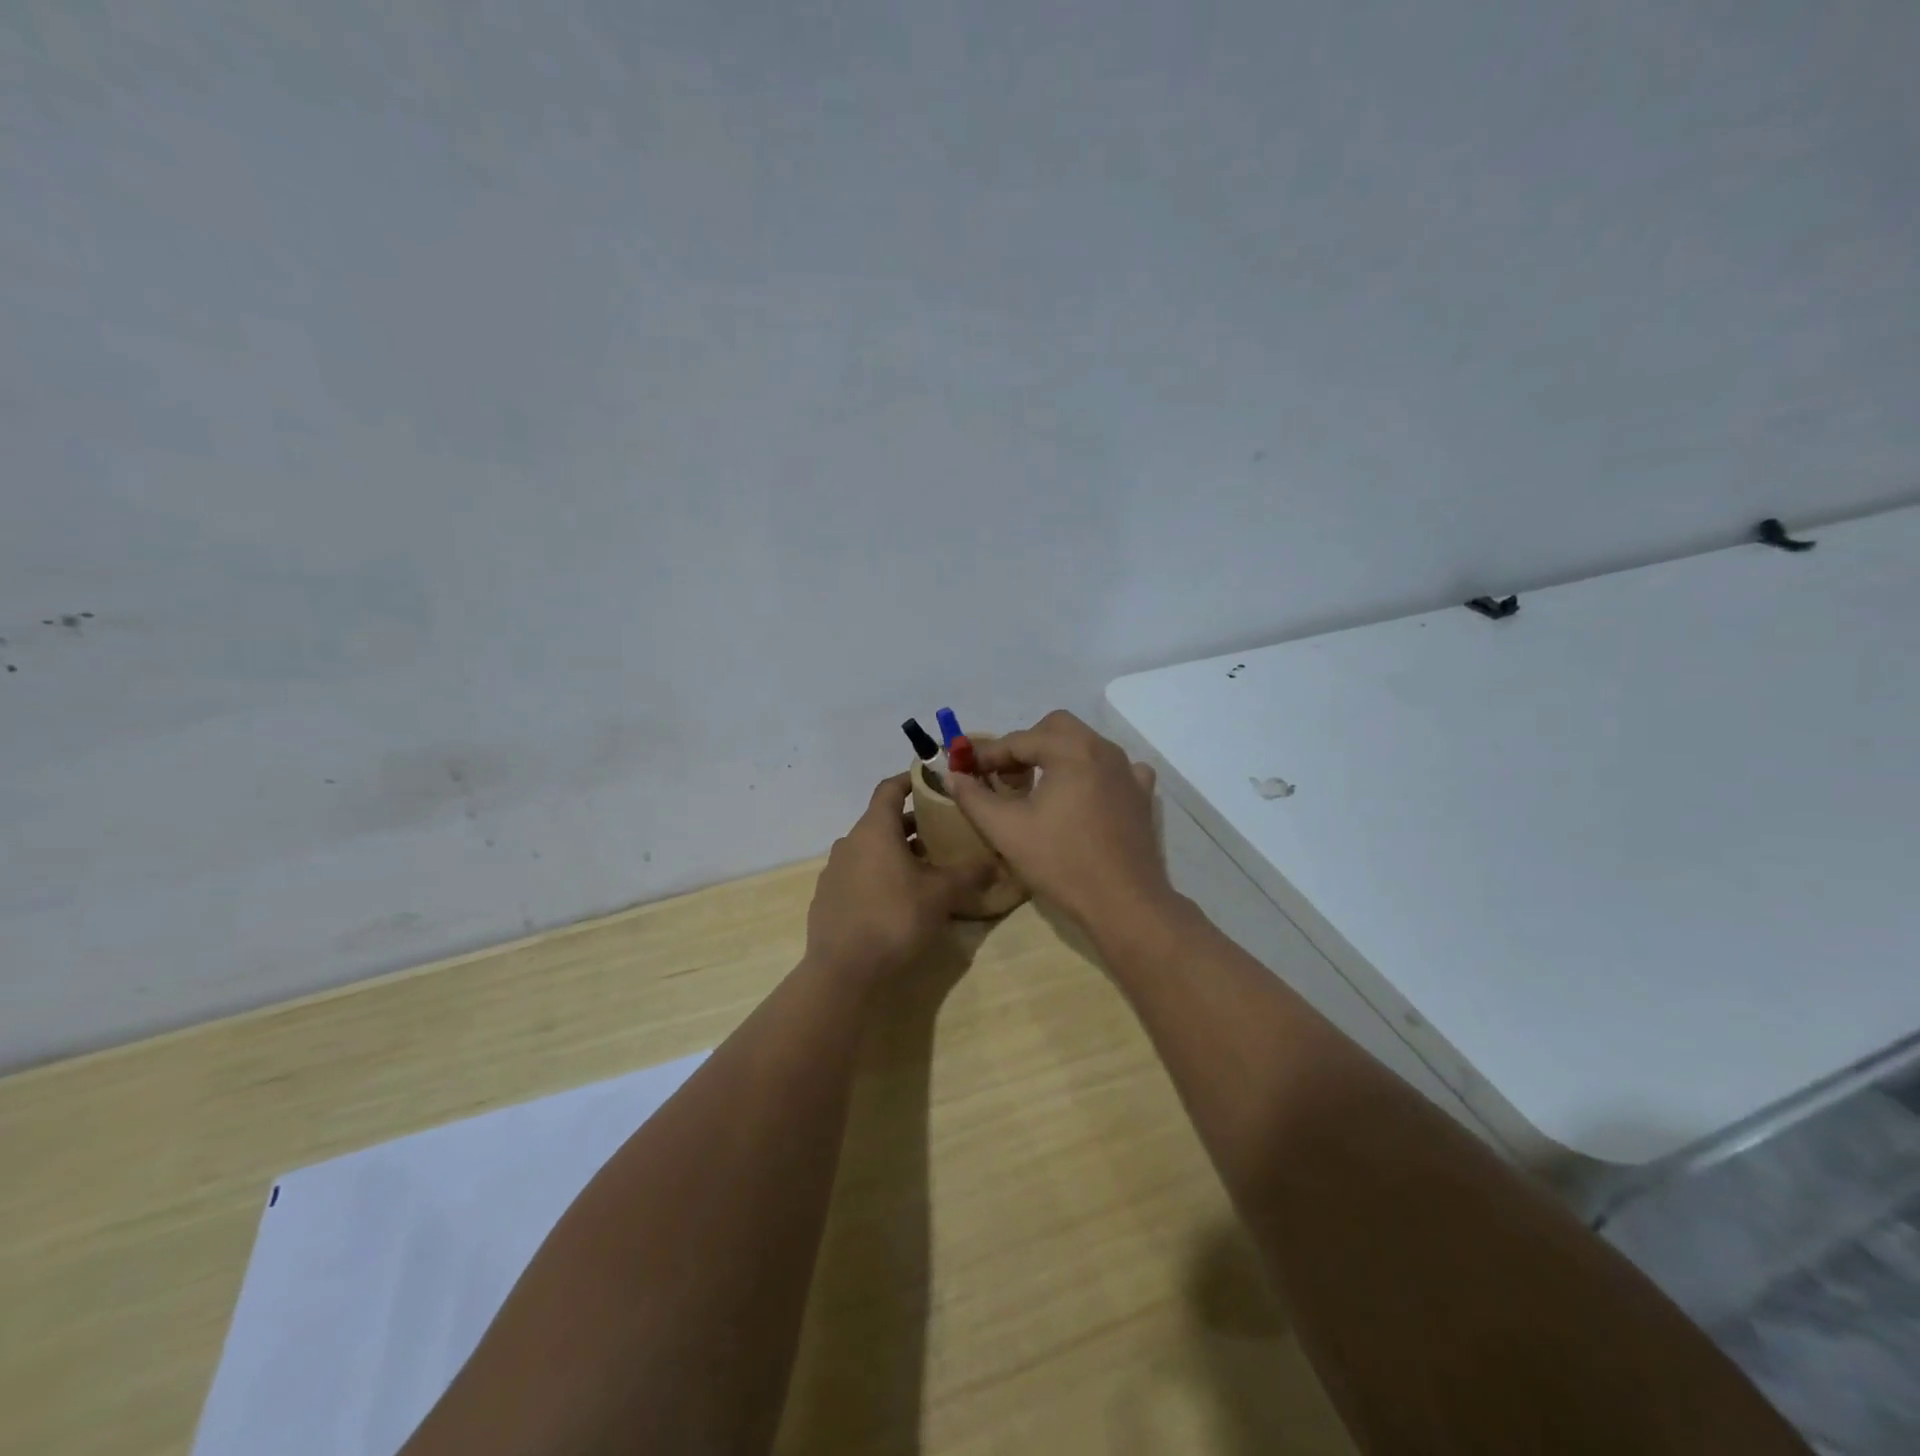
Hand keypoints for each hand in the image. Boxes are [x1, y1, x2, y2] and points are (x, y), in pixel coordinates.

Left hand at [805, 773, 992, 983]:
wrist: (844, 973)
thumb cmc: (895, 919)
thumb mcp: (941, 895)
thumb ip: (969, 874)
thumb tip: (995, 861)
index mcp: (874, 830)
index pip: (889, 788)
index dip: (911, 780)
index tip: (932, 780)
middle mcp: (849, 842)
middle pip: (882, 821)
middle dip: (912, 824)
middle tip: (942, 832)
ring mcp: (834, 871)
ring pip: (869, 849)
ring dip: (896, 852)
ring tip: (925, 868)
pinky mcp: (828, 899)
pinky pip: (858, 874)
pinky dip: (879, 875)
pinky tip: (898, 899)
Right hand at [948, 710, 1173, 933]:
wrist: (1124, 903)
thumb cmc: (1061, 862)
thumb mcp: (1006, 830)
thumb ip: (973, 797)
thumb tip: (951, 775)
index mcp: (1071, 749)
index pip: (1018, 740)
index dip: (987, 754)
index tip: (965, 771)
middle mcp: (1103, 749)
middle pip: (1055, 728)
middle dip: (1025, 746)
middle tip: (1005, 778)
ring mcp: (1128, 771)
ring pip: (1084, 745)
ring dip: (1056, 757)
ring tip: (1037, 790)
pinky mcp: (1142, 794)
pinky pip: (1113, 768)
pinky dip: (1091, 773)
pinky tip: (1082, 797)